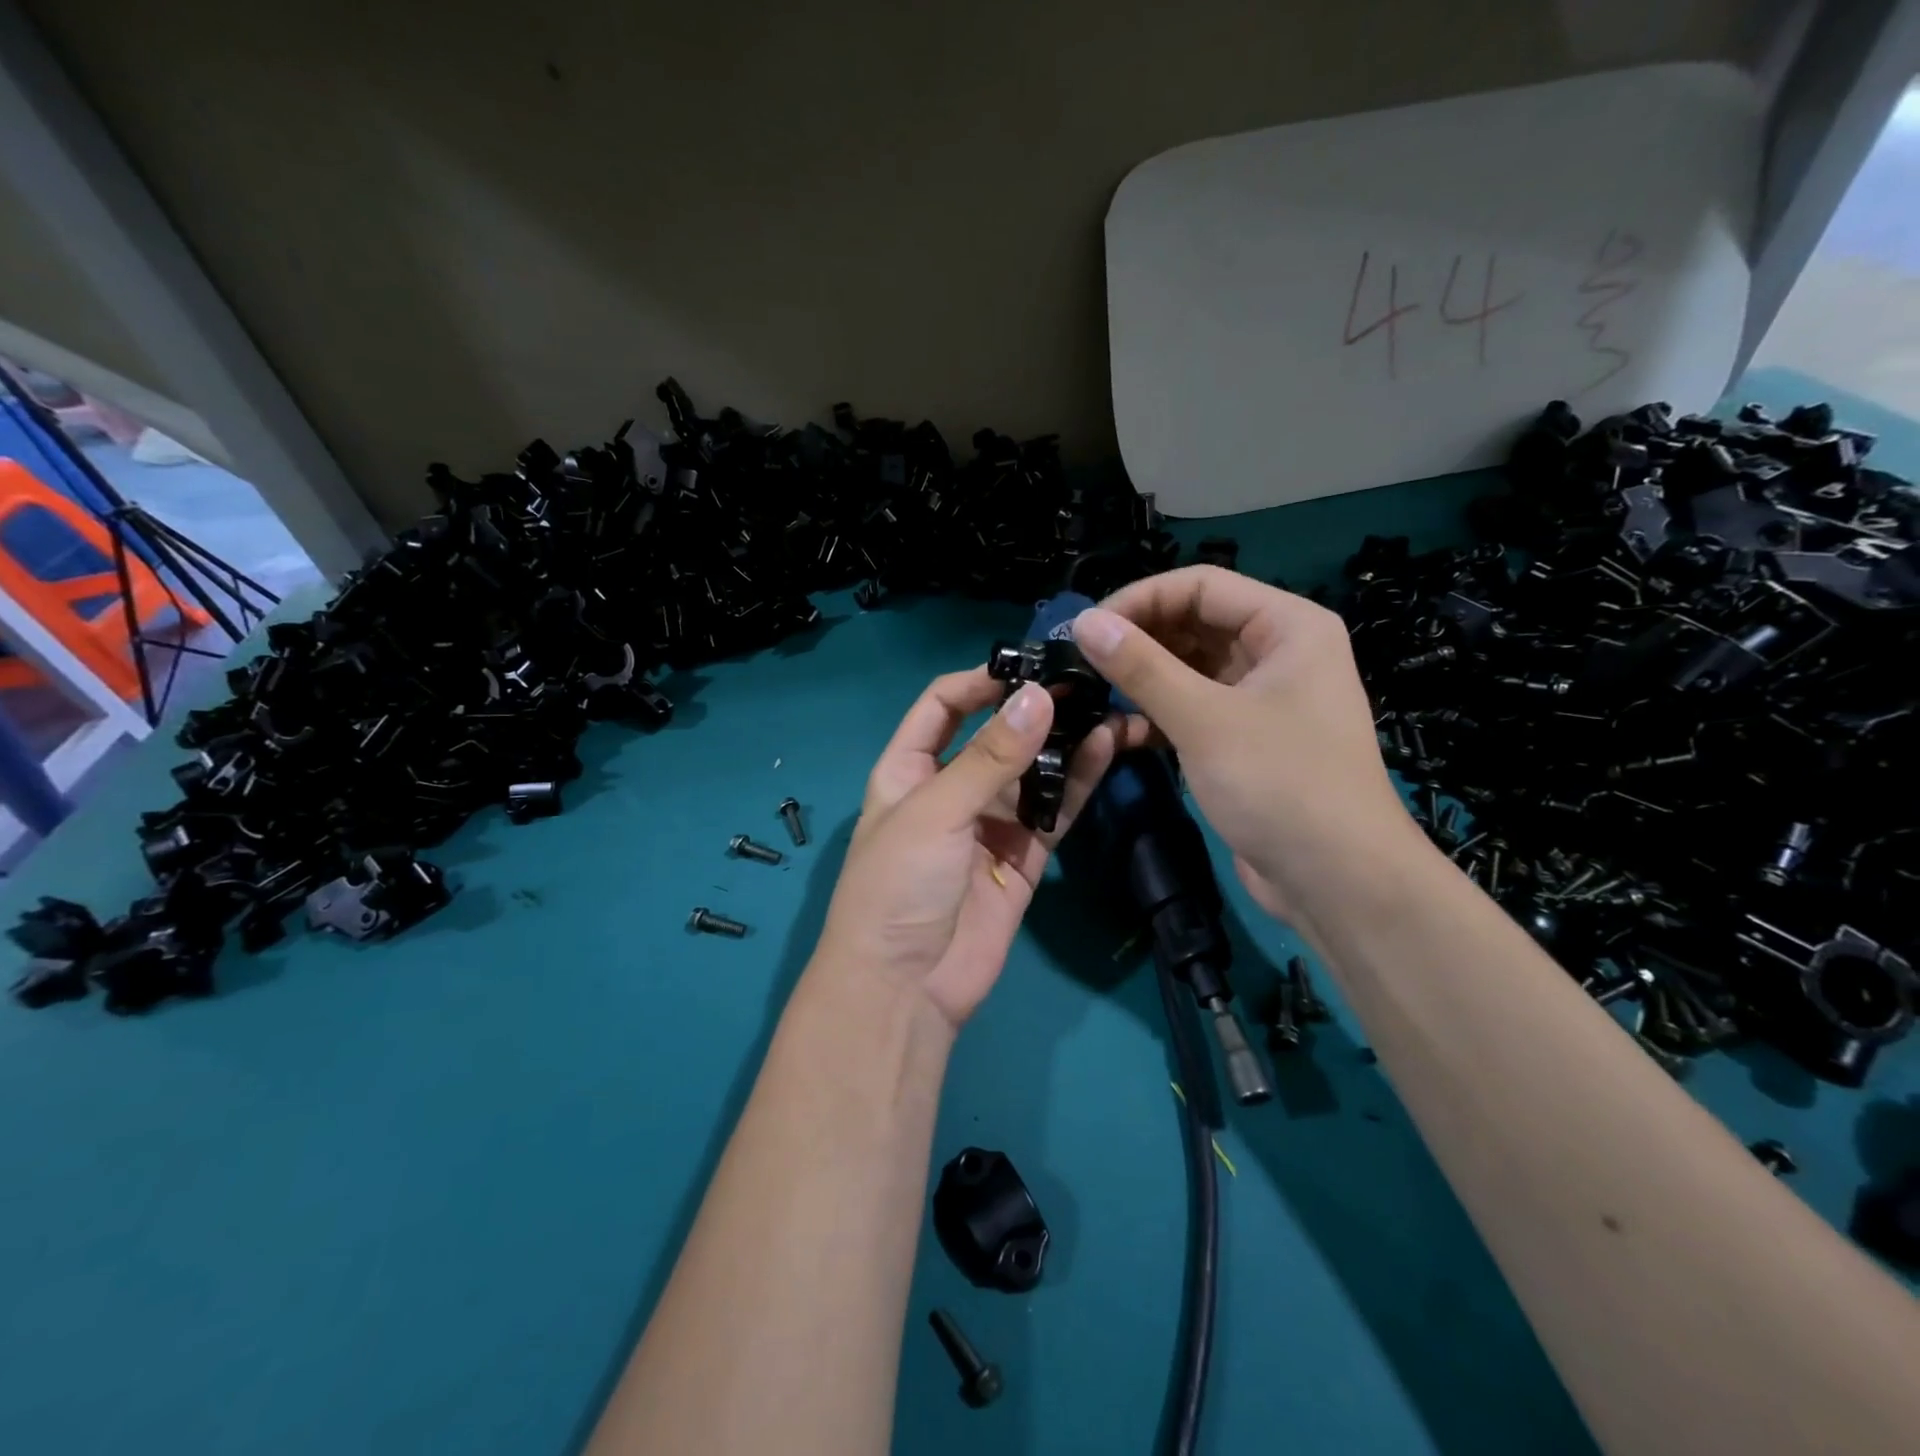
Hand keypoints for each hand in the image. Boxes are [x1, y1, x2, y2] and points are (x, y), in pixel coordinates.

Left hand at [814, 669, 1119, 1026]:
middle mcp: (950, 788)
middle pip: (996, 735)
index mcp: (908, 769)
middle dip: (1036, 709)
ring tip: (1110, 708)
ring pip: (1032, 771)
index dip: (981, 681)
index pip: (943, 705)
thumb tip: (1040, 696)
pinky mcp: (1023, 855)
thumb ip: (990, 756)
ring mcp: (989, 823)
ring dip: (1066, 742)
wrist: (906, 987)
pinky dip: (1077, 782)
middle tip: (1087, 681)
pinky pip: (1053, 810)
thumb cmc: (897, 886)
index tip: (1031, 664)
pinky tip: (1106, 749)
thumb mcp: (936, 811)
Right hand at [1072, 567, 1419, 918]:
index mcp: (1287, 626)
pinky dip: (1158, 715)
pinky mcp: (1244, 739)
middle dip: (1139, 640)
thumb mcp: (1203, 718)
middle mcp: (1277, 652)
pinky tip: (1121, 732)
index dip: (1140, 599)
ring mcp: (1262, 698)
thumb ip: (1141, 666)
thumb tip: (1083, 621)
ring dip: (1143, 680)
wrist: (1336, 881)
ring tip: (1093, 693)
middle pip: (1194, 623)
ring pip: (1189, 669)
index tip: (1087, 628)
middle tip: (1082, 661)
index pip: (1201, 585)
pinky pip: (1193, 708)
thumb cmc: (1280, 783)